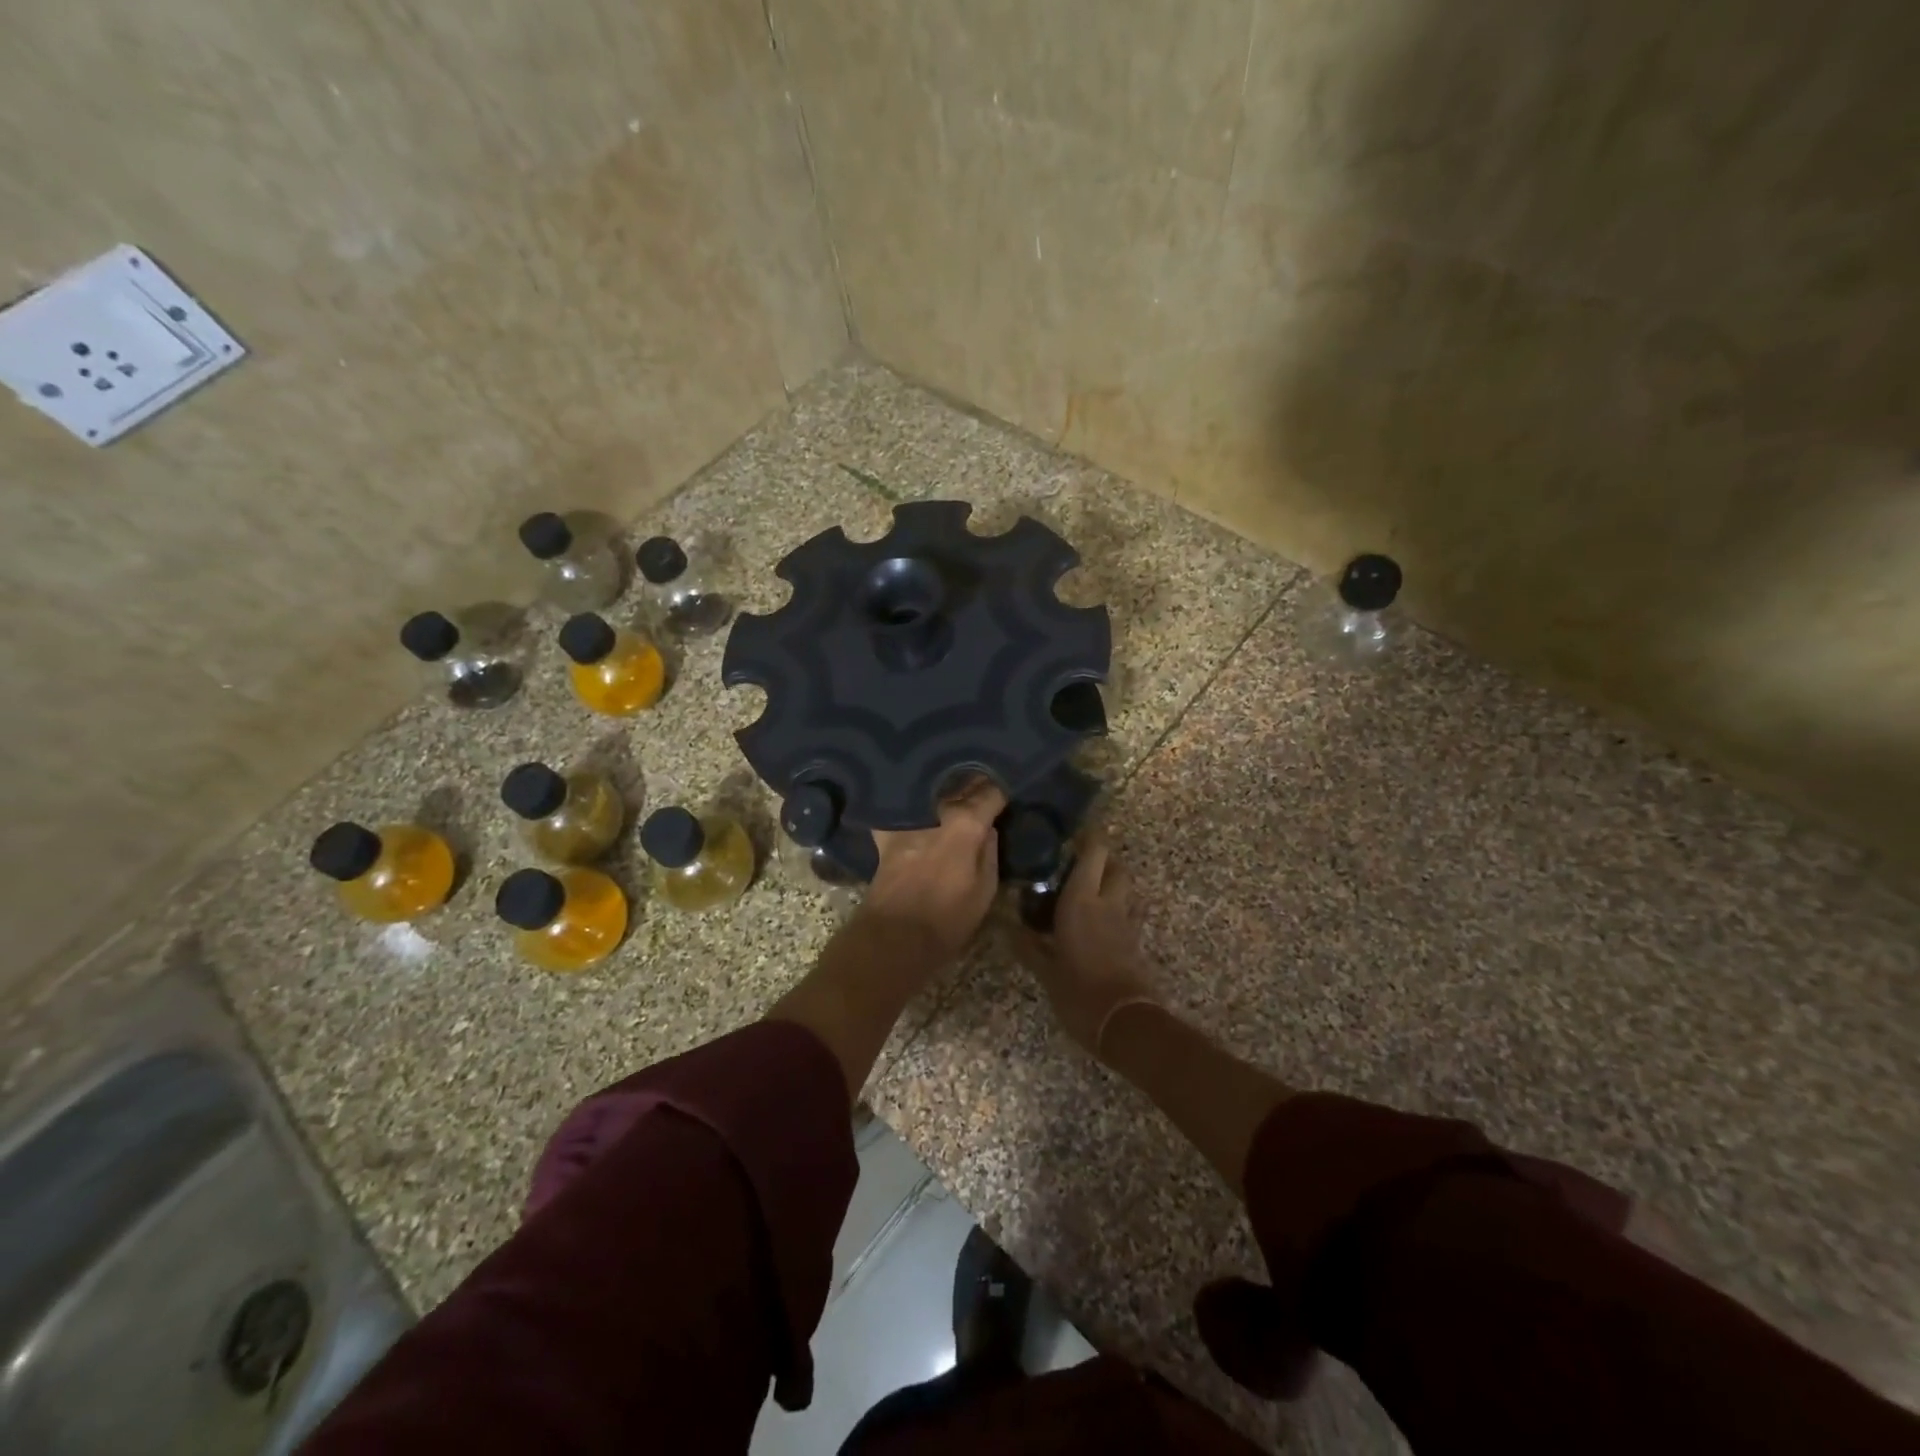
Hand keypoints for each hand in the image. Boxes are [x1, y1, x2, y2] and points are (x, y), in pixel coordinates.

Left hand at [861, 780, 1006, 963]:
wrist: (894, 937)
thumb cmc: (947, 919)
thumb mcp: (985, 890)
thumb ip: (990, 851)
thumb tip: (988, 827)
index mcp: (966, 823)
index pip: (991, 792)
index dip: (1002, 790)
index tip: (1007, 793)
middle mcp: (937, 810)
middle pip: (961, 785)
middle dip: (975, 782)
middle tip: (987, 785)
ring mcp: (908, 819)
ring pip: (933, 790)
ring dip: (945, 787)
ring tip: (957, 788)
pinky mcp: (887, 832)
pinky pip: (901, 809)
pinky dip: (911, 804)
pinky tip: (917, 804)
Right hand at [1012, 828, 1159, 1056]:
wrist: (1126, 1023)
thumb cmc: (1079, 991)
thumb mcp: (1046, 971)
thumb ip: (1028, 946)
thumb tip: (1007, 927)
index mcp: (1082, 900)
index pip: (1093, 852)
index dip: (1088, 837)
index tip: (1072, 833)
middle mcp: (1108, 903)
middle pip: (1116, 866)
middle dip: (1102, 858)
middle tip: (1077, 863)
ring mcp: (1126, 923)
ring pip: (1125, 888)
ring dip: (1111, 882)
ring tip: (1087, 890)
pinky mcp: (1135, 942)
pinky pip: (1127, 912)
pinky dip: (1116, 908)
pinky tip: (1098, 922)